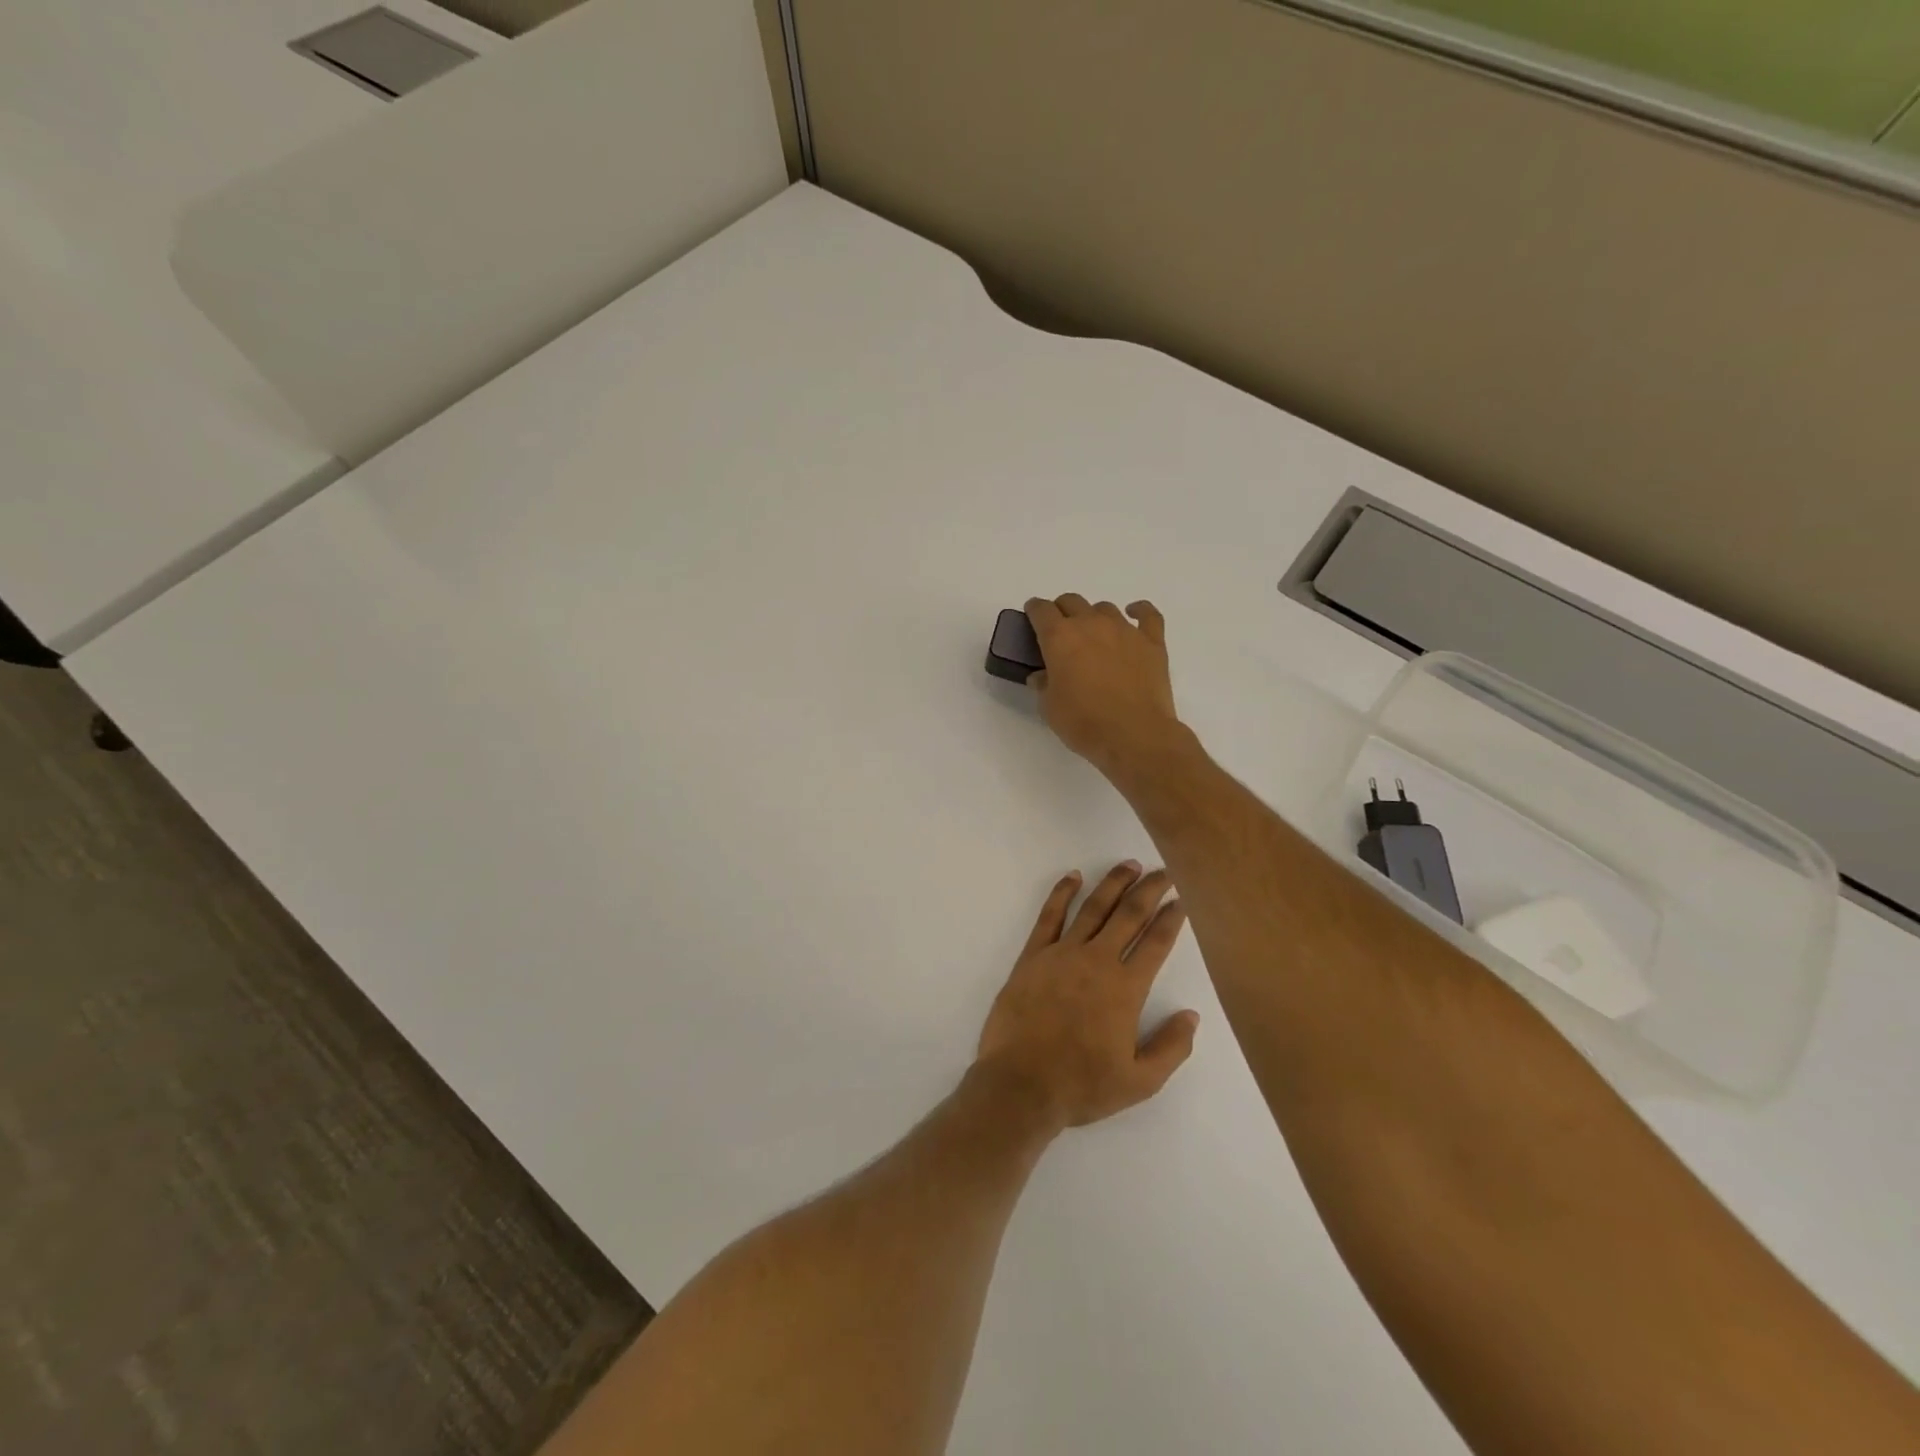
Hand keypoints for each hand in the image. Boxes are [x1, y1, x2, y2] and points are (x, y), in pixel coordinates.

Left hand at [975, 862, 1200, 1130]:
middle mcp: (1097, 961)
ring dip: (1113, 883)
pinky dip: (1061, 893)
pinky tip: (1073, 877)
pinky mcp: (1032, 956)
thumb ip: (1171, 1048)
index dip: (1172, 918)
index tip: (1182, 900)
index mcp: (1126, 988)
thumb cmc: (1081, 1086)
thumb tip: (1192, 1016)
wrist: (1021, 1084)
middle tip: (1164, 870)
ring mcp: (1062, 954)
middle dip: (1150, 889)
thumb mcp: (1140, 1082)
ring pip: (1093, 907)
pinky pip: (1049, 916)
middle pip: (1129, 914)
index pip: (1156, 943)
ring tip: (1129, 865)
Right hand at [1024, 595, 1187, 781]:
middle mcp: (1091, 624)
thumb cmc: (1084, 723)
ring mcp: (1124, 630)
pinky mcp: (1152, 642)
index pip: (1041, 610)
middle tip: (1061, 633)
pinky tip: (1134, 614)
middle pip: (1072, 601)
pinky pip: (1147, 614)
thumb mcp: (1049, 708)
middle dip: (1062, 611)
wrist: (1134, 735)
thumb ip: (1043, 685)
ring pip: (1104, 608)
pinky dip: (1139, 611)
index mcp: (1060, 637)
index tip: (1033, 618)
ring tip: (1094, 636)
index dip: (1034, 611)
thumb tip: (1042, 676)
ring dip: (1094, 616)